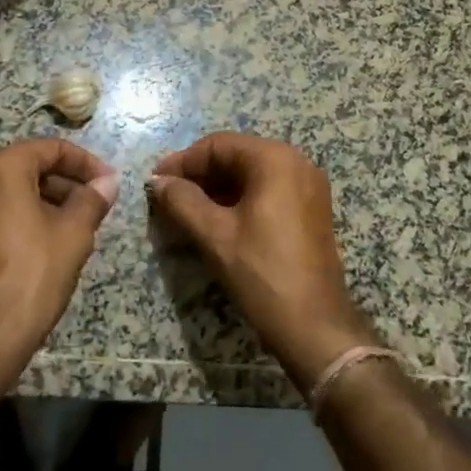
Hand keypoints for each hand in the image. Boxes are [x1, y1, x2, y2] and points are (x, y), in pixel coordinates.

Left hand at [0, 139, 118, 380]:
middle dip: (66, 181)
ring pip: (13, 191)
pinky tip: (50, 243)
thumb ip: (92, 200)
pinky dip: (26, 217)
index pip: (49, 148)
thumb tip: (107, 182)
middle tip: (96, 204)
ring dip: (48, 200)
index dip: (85, 161)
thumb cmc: (32, 275)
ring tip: (79, 225)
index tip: (109, 182)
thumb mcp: (73, 234)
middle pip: (28, 166)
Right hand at [148, 133, 377, 389]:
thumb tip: (158, 182)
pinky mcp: (310, 210)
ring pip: (251, 175)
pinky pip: (268, 192)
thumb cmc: (262, 273)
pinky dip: (239, 200)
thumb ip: (182, 201)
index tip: (155, 181)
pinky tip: (215, 220)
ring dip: (217, 189)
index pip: (218, 145)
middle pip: (236, 156)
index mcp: (275, 160)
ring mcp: (308, 187)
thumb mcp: (215, 235)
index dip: (183, 161)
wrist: (314, 326)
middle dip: (199, 175)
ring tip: (185, 210)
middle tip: (167, 197)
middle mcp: (296, 163)